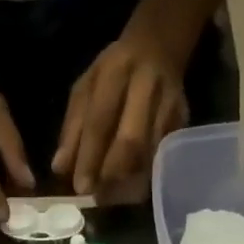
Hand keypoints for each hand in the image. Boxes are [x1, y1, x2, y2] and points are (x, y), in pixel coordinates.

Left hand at [52, 28, 189, 197]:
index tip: (80, 187)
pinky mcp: (183, 122)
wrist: (159, 46)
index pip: (101, 119)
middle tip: (97, 196)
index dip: (89, 156)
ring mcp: (170, 106)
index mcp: (117, 71)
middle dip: (111, 173)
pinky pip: (162, 158)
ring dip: (128, 181)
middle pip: (131, 141)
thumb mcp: (86, 87)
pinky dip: (144, 178)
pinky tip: (129, 188)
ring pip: (149, 155)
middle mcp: (147, 87)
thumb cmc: (115, 72)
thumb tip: (60, 169)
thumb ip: (73, 127)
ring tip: (110, 196)